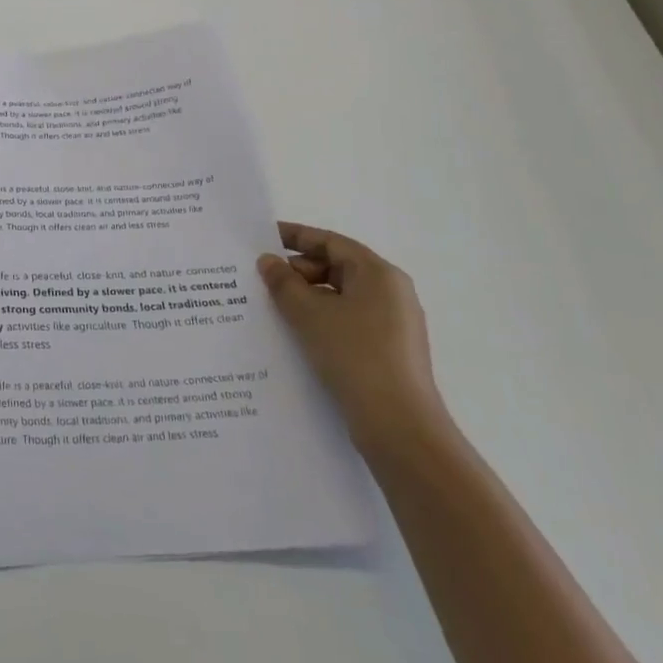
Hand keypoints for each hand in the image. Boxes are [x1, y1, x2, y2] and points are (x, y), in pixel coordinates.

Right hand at [259, 222, 443, 450]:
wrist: (399, 427)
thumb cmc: (354, 355)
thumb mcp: (309, 313)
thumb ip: (283, 282)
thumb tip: (268, 261)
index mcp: (378, 273)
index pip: (331, 242)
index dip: (295, 236)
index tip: (263, 238)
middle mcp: (392, 292)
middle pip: (337, 267)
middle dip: (298, 271)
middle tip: (263, 280)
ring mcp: (394, 324)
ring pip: (341, 296)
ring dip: (307, 297)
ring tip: (274, 308)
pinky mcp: (389, 351)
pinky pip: (348, 321)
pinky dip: (322, 320)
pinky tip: (297, 335)